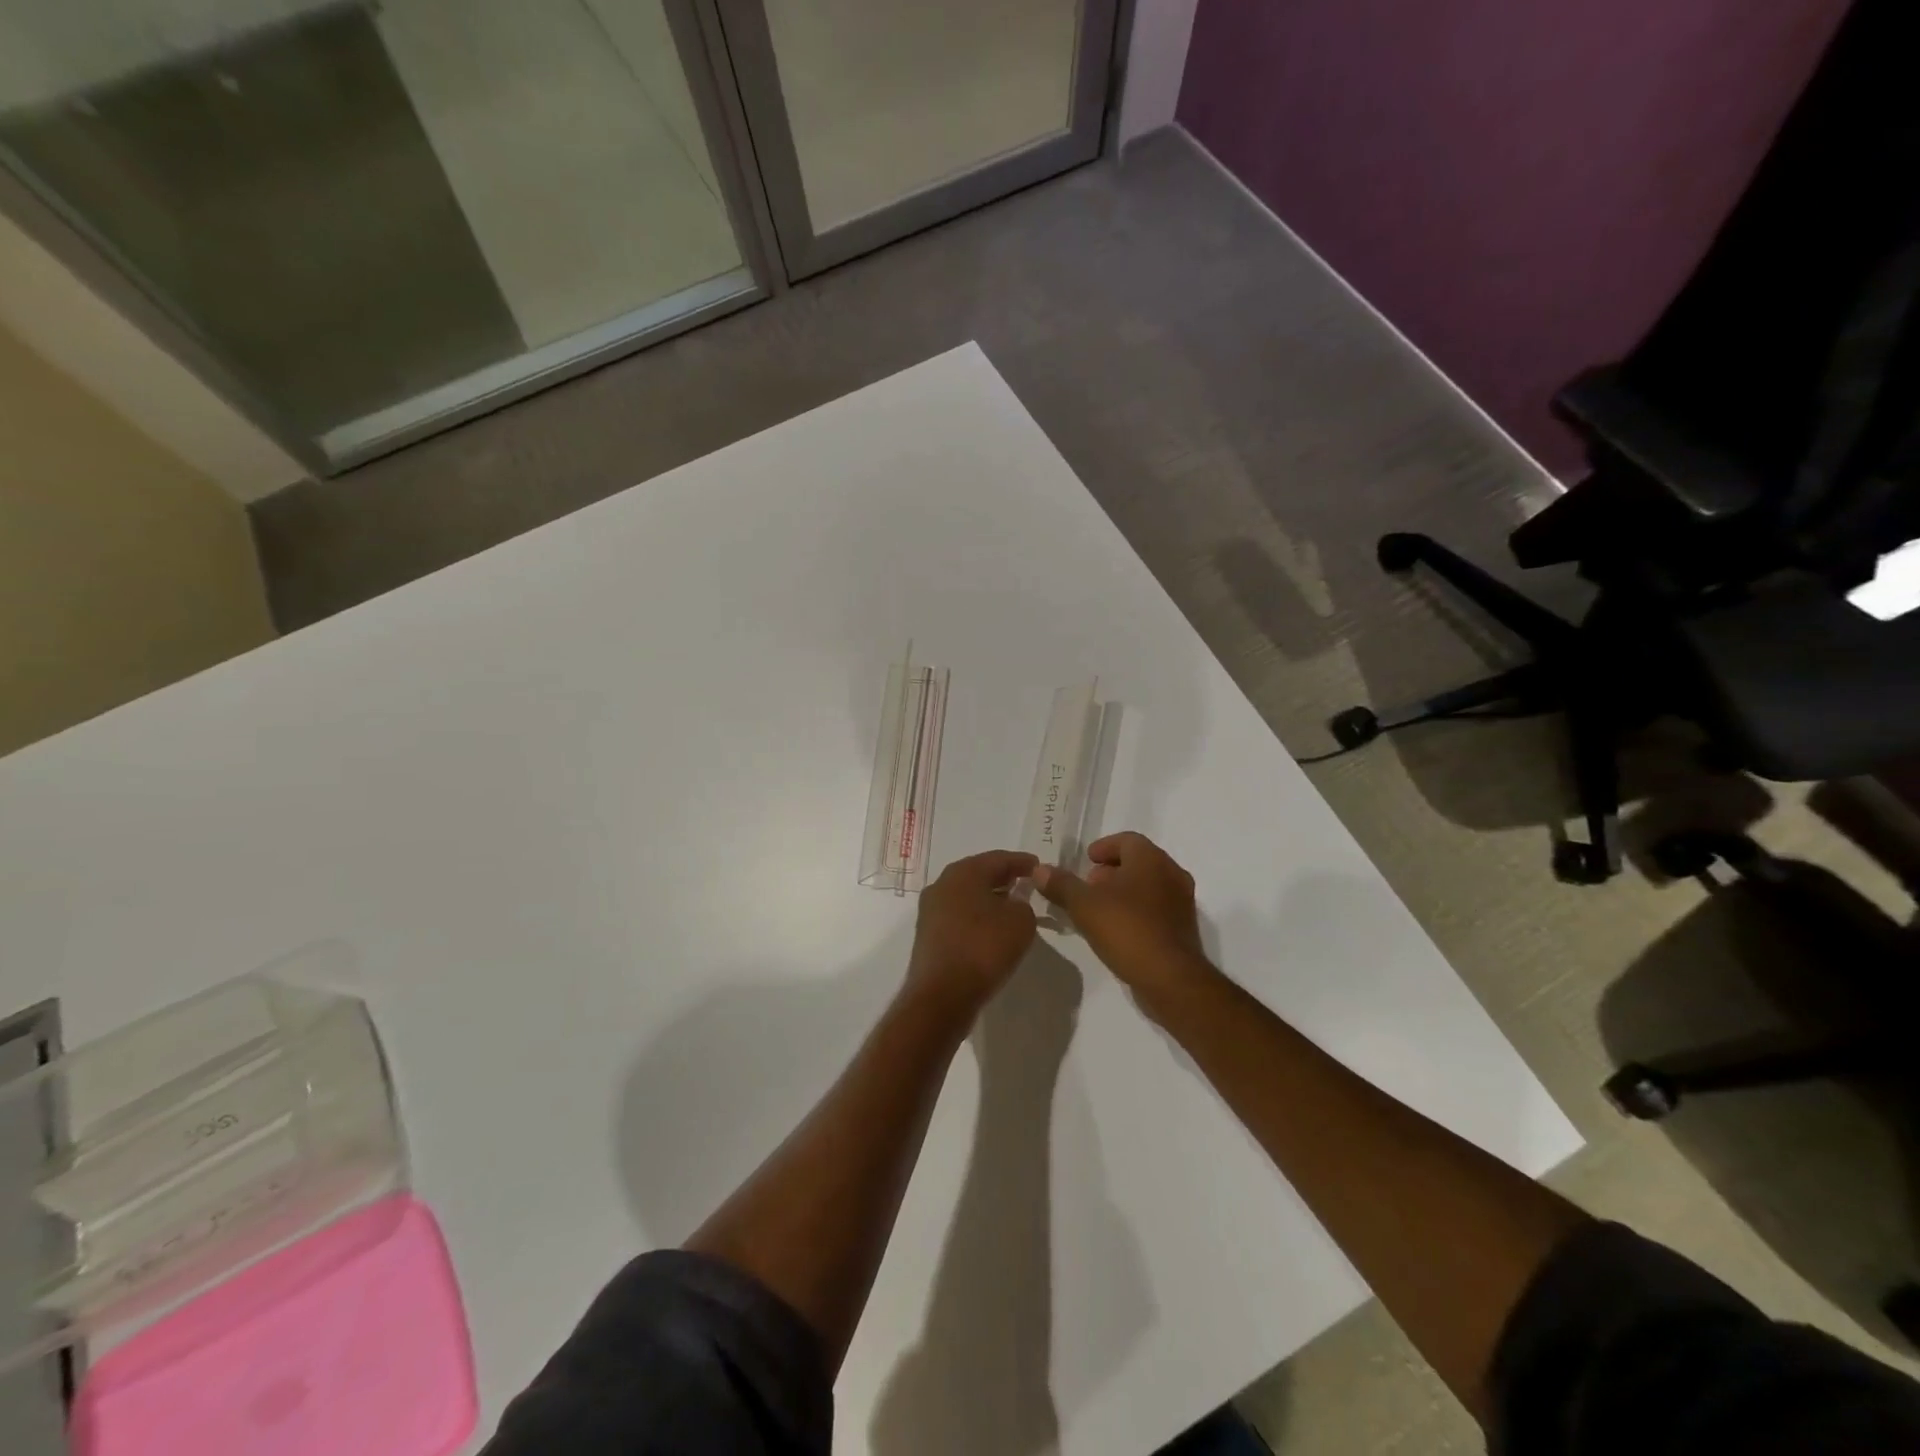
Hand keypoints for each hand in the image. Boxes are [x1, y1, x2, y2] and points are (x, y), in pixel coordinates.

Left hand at [908, 850, 1039, 1011]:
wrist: (941, 996)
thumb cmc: (983, 948)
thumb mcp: (1021, 922)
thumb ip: (1023, 904)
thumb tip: (1013, 904)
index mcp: (963, 872)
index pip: (999, 858)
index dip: (1022, 862)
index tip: (1040, 867)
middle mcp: (942, 884)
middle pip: (979, 874)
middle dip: (1004, 878)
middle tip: (1027, 884)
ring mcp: (931, 910)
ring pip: (967, 896)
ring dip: (989, 899)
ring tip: (1013, 907)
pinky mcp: (928, 935)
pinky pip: (959, 916)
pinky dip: (977, 917)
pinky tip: (992, 929)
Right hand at [1031, 832, 1214, 1012]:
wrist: (1171, 979)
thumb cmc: (1127, 930)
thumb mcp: (1084, 905)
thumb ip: (1061, 884)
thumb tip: (1039, 870)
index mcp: (1151, 859)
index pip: (1127, 840)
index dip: (1104, 847)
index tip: (1086, 861)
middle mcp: (1171, 873)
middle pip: (1138, 862)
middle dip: (1111, 871)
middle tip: (1088, 886)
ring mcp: (1182, 902)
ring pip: (1148, 886)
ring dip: (1123, 892)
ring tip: (1098, 909)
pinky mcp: (1183, 928)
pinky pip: (1156, 908)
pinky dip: (1136, 910)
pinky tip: (1117, 929)